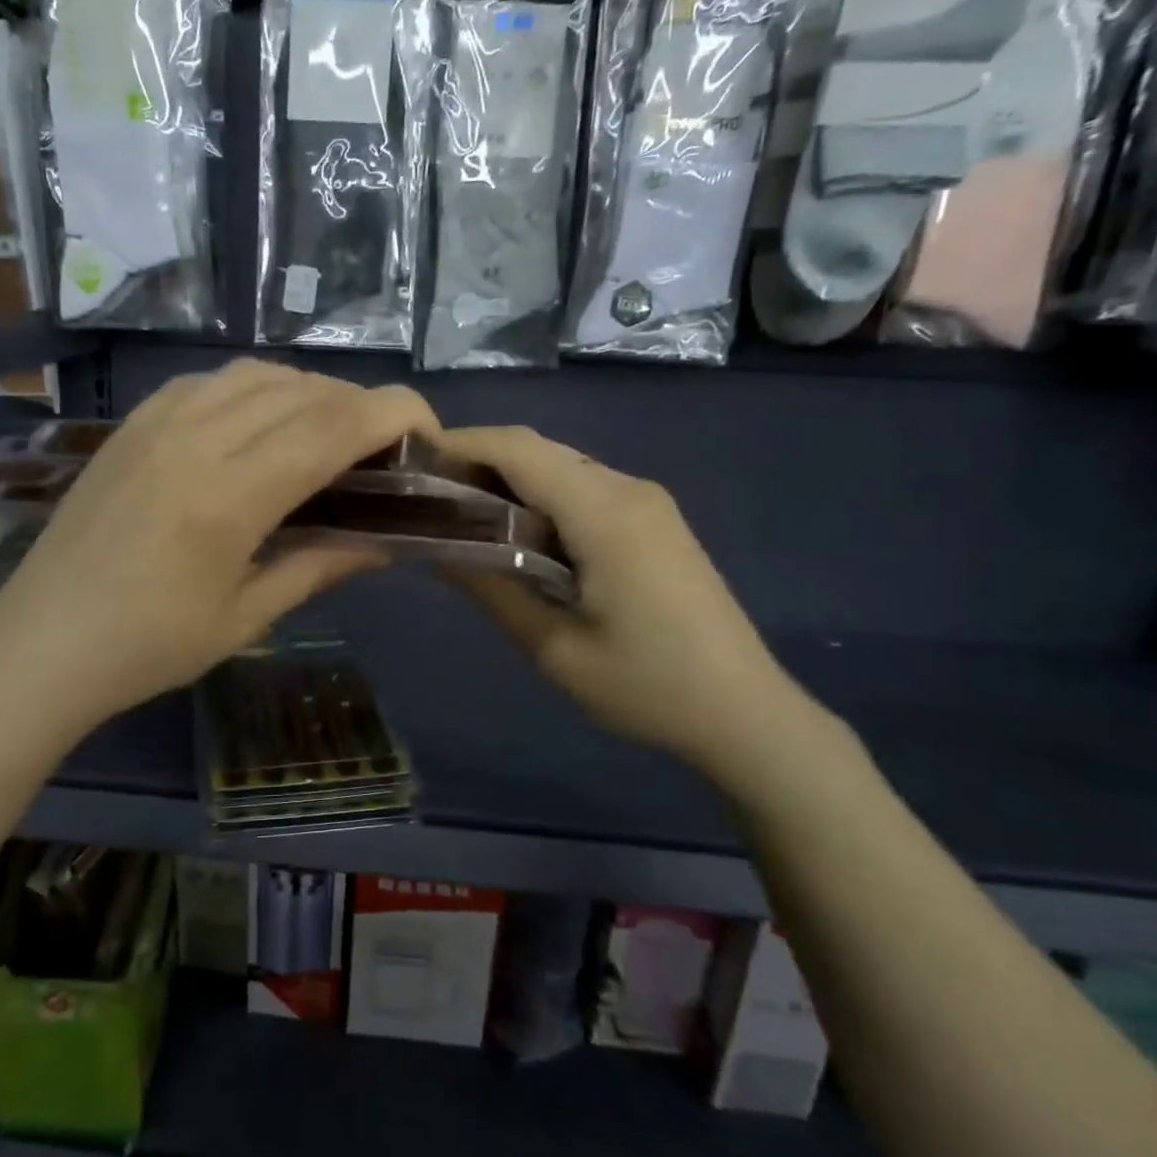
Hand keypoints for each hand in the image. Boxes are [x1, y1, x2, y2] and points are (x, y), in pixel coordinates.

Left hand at [0, 360, 437, 735]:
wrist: (41, 643)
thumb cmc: (147, 649)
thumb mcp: (245, 618)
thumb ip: (319, 566)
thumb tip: (386, 542)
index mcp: (230, 498)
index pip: (332, 426)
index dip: (393, 413)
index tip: (426, 430)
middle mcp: (195, 441)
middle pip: (302, 391)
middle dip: (359, 406)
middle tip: (381, 447)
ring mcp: (156, 425)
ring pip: (256, 375)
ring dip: (307, 392)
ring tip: (325, 433)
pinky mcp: (131, 425)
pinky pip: (207, 382)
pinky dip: (252, 389)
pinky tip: (257, 423)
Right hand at [438, 426, 818, 776]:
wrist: (744, 711)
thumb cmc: (646, 687)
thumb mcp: (554, 648)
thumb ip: (492, 589)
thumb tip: (436, 549)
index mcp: (605, 513)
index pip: (519, 450)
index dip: (461, 445)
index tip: (412, 463)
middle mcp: (628, 489)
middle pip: (539, 450)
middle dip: (478, 461)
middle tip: (426, 497)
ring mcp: (647, 502)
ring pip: (560, 466)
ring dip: (508, 480)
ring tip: (459, 515)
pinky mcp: (654, 520)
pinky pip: (583, 488)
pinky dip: (539, 498)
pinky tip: (515, 533)